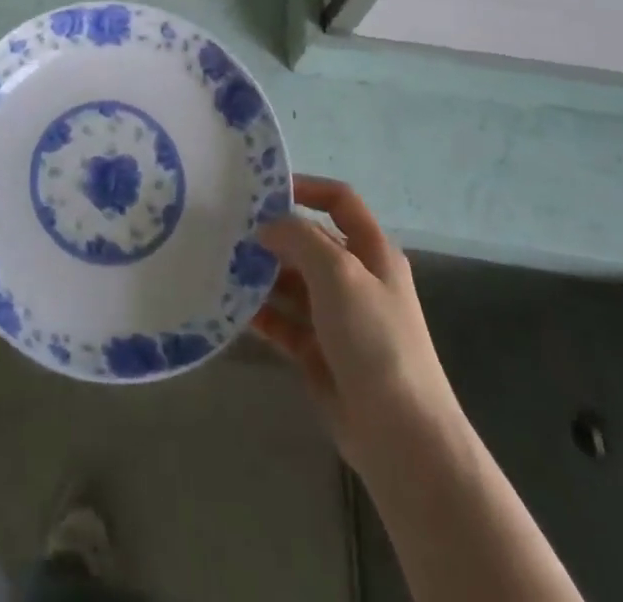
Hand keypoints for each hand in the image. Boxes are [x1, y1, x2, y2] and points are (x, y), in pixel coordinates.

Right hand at [252, 175, 460, 475]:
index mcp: (372, 252)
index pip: (340, 201)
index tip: (264, 190)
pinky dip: (261, 313)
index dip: (307, 188)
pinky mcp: (319, 353)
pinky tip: (231, 306)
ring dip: (261, 274)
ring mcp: (337, 318)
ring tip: (221, 265)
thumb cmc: (375, 339)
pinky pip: (284, 322)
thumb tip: (267, 227)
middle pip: (310, 242)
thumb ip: (299, 238)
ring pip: (292, 282)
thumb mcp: (338, 272)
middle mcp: (356, 279)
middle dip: (273, 235)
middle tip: (227, 230)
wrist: (401, 435)